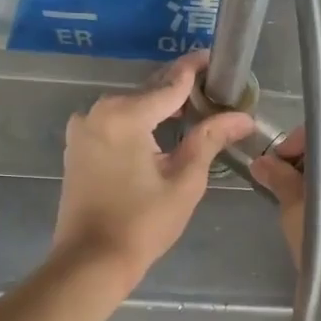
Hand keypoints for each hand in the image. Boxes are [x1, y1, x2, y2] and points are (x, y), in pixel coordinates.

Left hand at [51, 52, 254, 290]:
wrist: (91, 261)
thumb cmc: (143, 224)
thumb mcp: (185, 181)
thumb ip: (210, 139)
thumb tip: (243, 117)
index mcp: (125, 115)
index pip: (170, 84)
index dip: (195, 70)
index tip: (215, 59)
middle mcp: (98, 111)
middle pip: (148, 92)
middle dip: (179, 91)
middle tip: (212, 92)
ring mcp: (83, 128)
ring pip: (130, 108)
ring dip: (158, 109)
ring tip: (193, 113)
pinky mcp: (78, 146)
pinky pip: (114, 123)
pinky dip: (138, 124)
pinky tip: (160, 134)